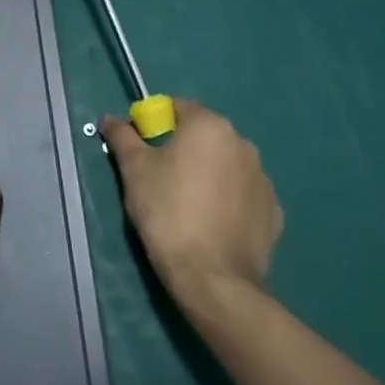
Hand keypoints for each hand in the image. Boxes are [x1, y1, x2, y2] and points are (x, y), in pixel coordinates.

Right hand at [102, 98, 283, 310]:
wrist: (212, 277)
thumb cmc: (167, 211)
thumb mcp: (133, 169)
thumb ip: (122, 136)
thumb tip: (111, 119)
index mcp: (210, 126)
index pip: (177, 107)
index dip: (153, 122)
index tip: (139, 148)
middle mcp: (243, 144)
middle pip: (203, 135)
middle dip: (181, 148)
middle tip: (157, 176)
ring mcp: (263, 179)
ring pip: (224, 164)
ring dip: (206, 172)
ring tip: (184, 203)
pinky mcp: (273, 211)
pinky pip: (241, 194)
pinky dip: (225, 199)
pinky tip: (209, 222)